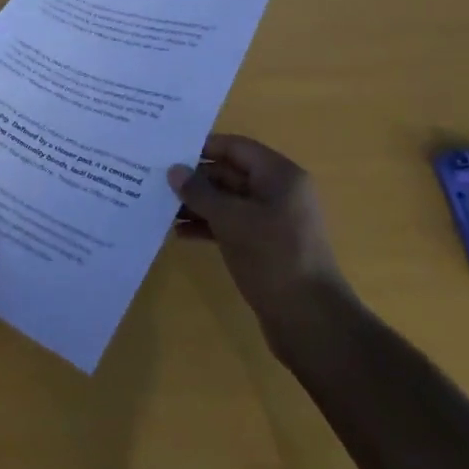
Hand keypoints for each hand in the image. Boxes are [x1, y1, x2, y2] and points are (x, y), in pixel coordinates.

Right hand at [168, 134, 348, 328]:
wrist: (311, 321)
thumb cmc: (273, 258)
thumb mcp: (231, 220)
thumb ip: (200, 192)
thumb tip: (175, 171)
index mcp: (280, 176)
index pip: (236, 147)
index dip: (202, 148)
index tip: (168, 152)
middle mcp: (279, 192)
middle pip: (231, 174)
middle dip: (196, 179)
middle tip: (157, 181)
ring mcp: (274, 221)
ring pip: (229, 201)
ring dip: (198, 204)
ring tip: (162, 208)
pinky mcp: (267, 246)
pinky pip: (233, 225)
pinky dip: (209, 226)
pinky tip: (180, 233)